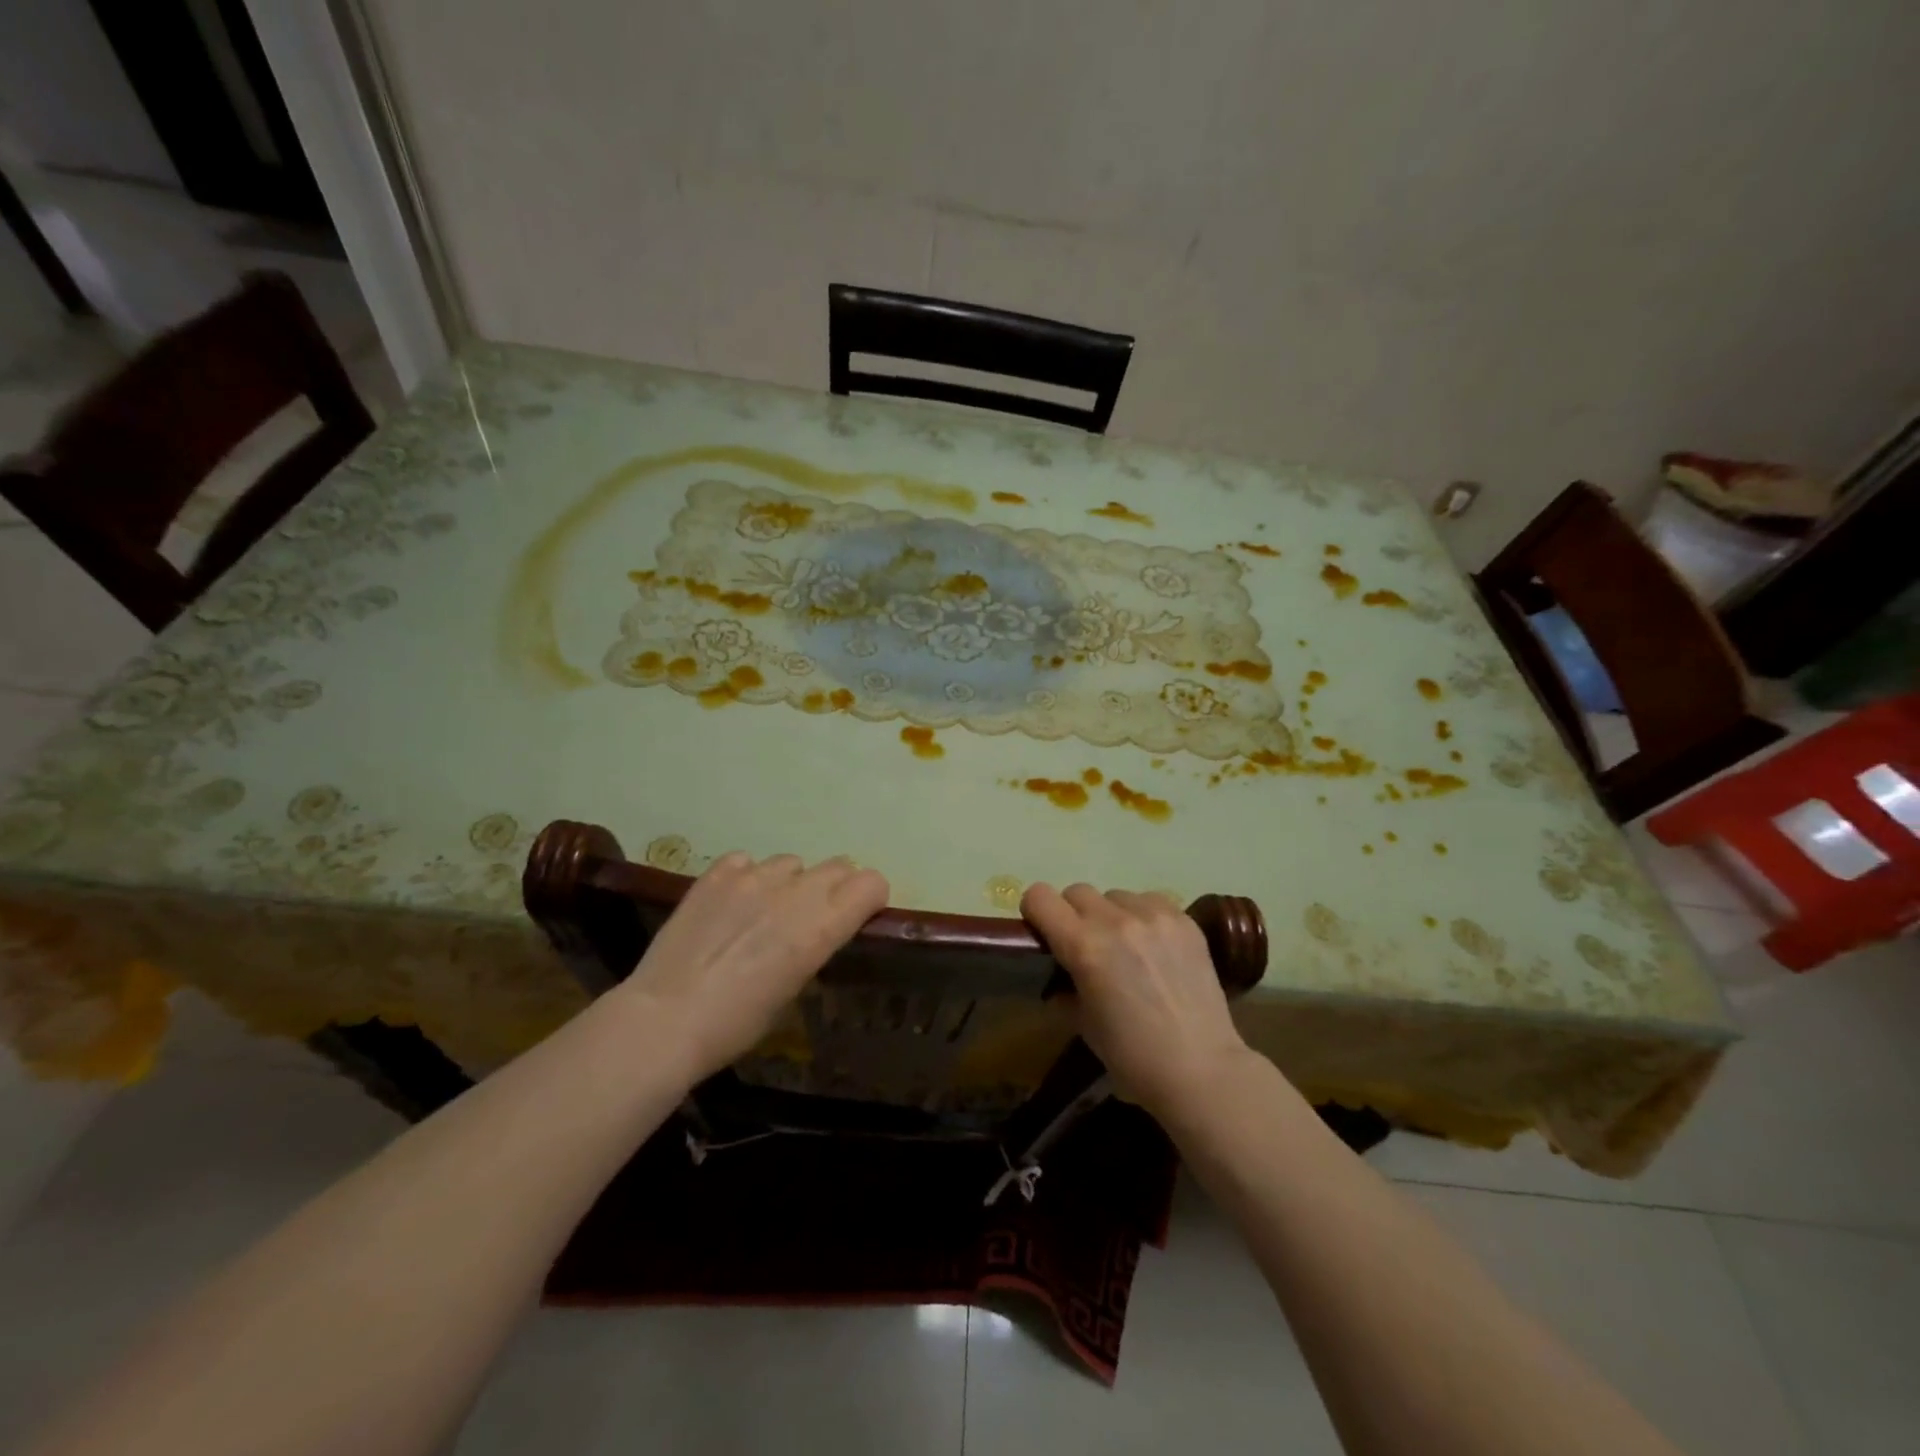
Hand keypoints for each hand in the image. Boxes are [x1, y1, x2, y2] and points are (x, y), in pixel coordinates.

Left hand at [620, 852, 888, 1082]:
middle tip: (813, 917)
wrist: (664, 1020)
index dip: (869, 898)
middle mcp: (794, 892)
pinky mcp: (716, 874)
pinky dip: (747, 878)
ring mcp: (752, 877)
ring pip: (791, 863)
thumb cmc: (736, 1025)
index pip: (871, 883)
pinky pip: (746, 862)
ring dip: (790, 883)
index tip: (858, 916)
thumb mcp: (792, 990)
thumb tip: (813, 931)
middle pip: (838, 866)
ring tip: (765, 911)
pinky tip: (731, 904)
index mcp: (820, 926)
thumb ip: (812, 946)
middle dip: (836, 887)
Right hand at [1021, 882, 1252, 1115]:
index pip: (1040, 897)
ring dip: (1112, 915)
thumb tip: (1061, 976)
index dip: (1036, 912)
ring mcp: (1155, 916)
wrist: (1201, 1070)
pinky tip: (1156, 948)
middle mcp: (1116, 920)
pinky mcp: (1185, 920)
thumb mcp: (1083, 1025)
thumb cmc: (1132, 1058)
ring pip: (1116, 895)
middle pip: (1077, 891)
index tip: (1044, 932)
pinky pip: (1151, 901)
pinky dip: (1144, 918)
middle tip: (1087, 946)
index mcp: (1083, 946)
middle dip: (1074, 915)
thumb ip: (1065, 988)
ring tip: (1128, 948)